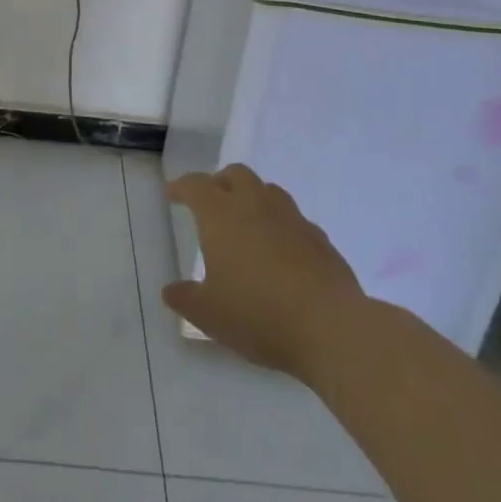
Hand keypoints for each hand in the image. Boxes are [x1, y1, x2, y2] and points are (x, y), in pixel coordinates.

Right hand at [163, 164, 364, 378]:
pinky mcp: (320, 239)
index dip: (181, 187)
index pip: (196, 186)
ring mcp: (292, 219)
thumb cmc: (258, 314)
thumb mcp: (209, 314)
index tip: (172, 194)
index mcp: (221, 214)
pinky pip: (295, 220)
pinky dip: (282, 226)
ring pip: (268, 191)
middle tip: (212, 203)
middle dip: (220, 183)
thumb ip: (186, 299)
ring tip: (247, 223)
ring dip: (253, 198)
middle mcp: (255, 205)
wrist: (330, 327)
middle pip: (235, 174)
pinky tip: (282, 251)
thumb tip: (170, 291)